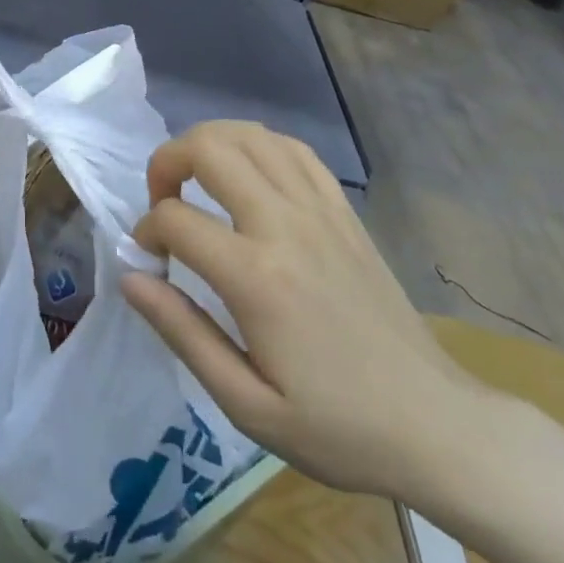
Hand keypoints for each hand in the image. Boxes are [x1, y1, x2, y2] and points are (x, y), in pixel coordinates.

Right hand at [121, 121, 492, 503]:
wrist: (433, 424)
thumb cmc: (335, 427)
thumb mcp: (246, 404)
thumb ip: (181, 331)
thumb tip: (129, 276)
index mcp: (256, 277)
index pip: (175, 220)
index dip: (146, 233)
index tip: (148, 262)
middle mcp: (285, 225)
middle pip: (209, 148)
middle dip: (167, 162)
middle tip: (161, 200)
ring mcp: (320, 210)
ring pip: (251, 135)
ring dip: (209, 143)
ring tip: (196, 179)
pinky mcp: (344, 210)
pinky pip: (294, 149)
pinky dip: (258, 145)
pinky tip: (249, 173)